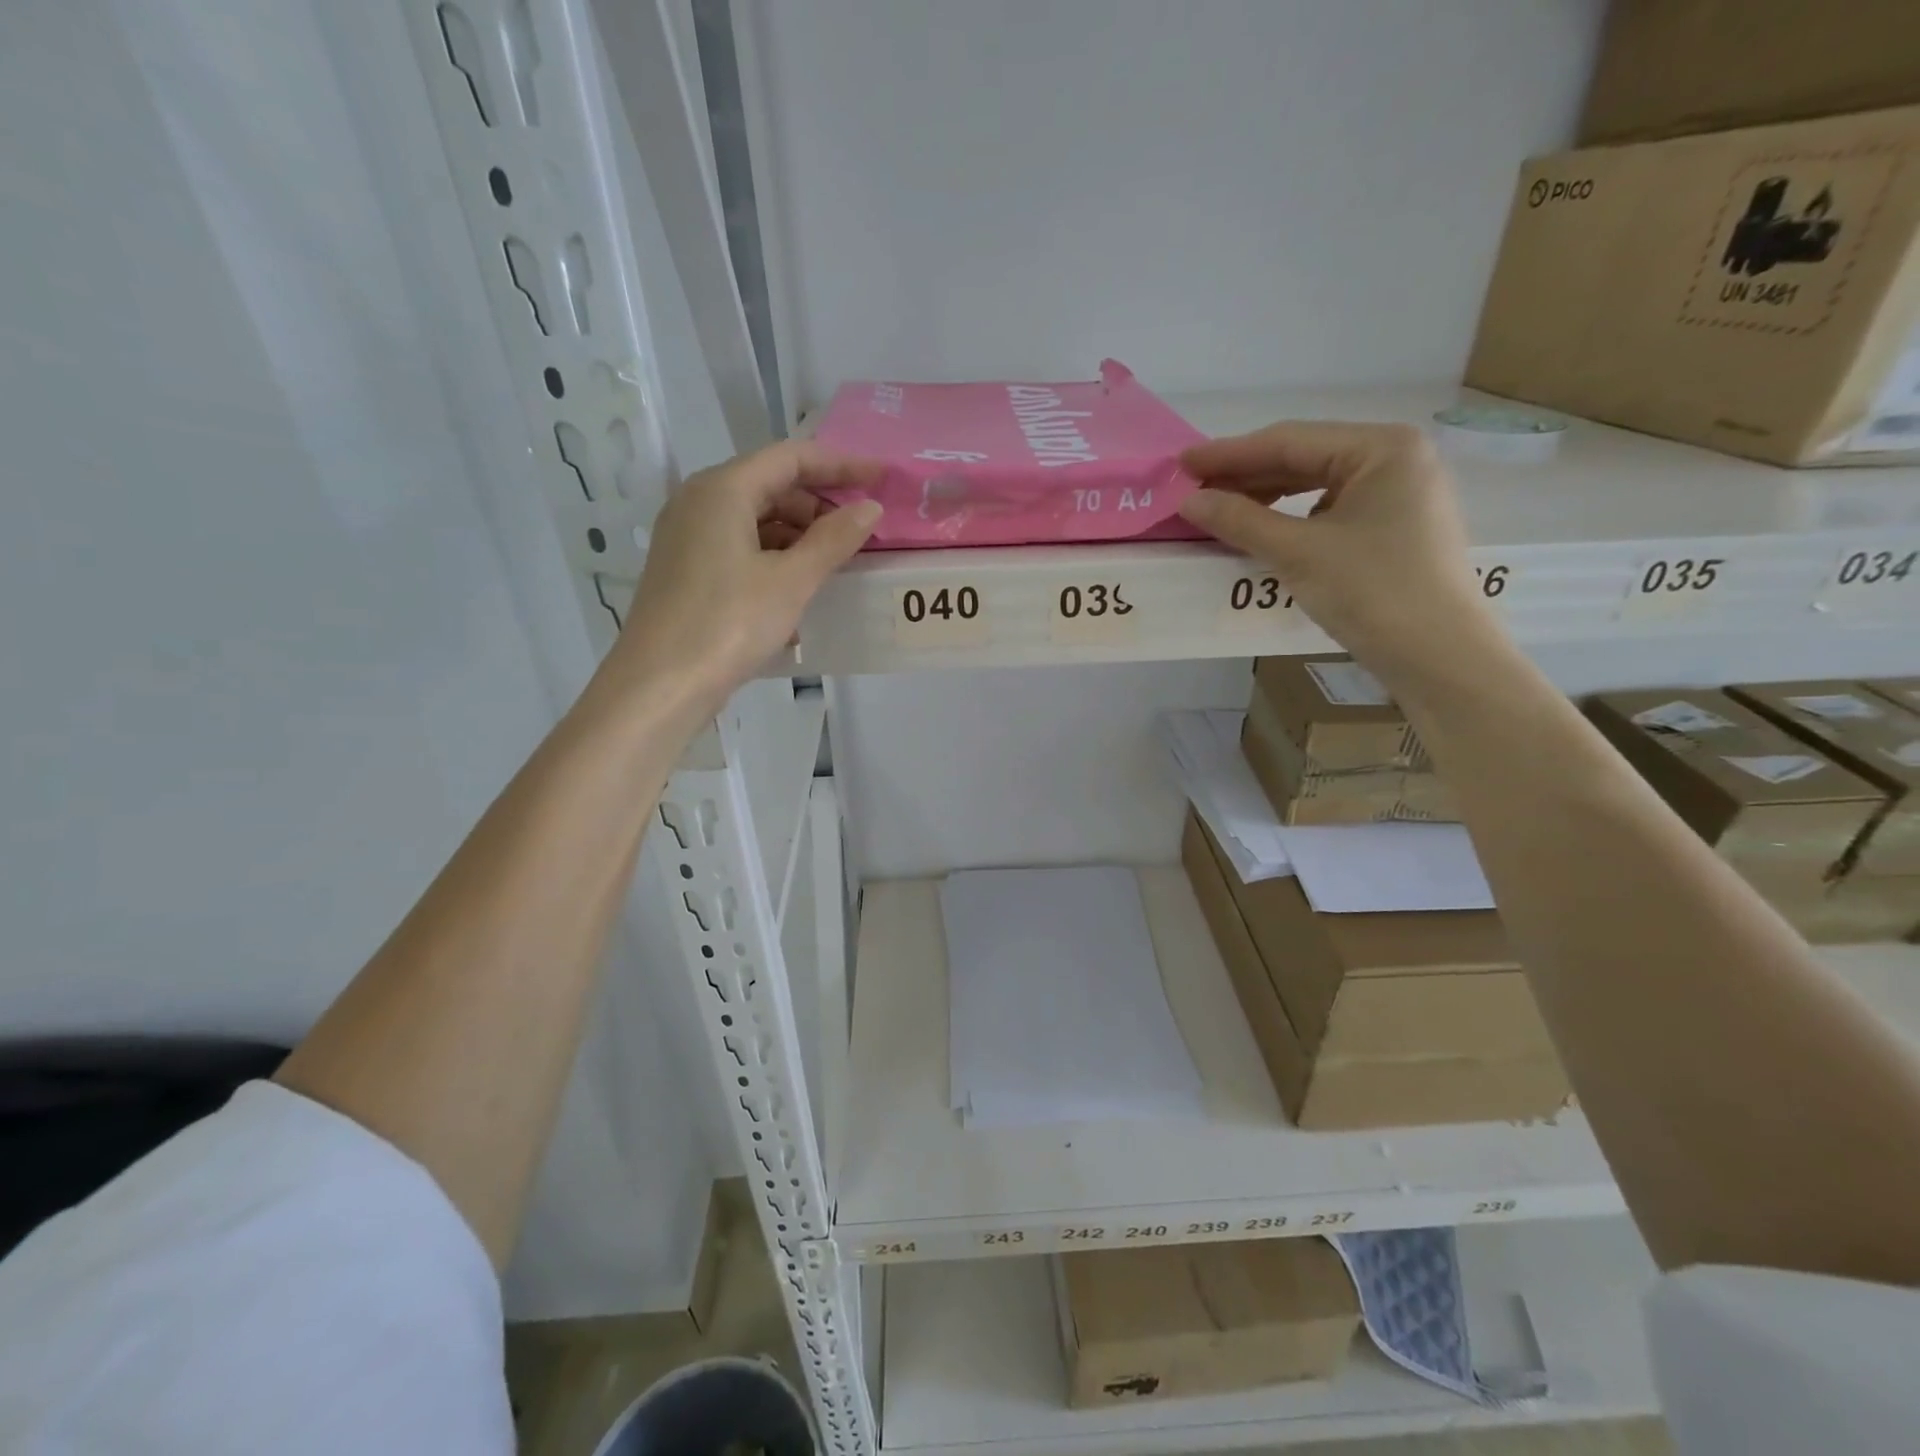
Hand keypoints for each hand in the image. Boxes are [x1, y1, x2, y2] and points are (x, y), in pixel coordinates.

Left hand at [591, 442, 880, 720]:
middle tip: (860, 531)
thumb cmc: (728, 623)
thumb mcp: (791, 581)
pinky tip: (799, 591)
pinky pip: (741, 548)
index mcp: (722, 490)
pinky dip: (775, 559)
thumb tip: (870, 508)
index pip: (790, 457)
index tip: (881, 477)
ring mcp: (688, 537)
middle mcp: (699, 502)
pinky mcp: (687, 570)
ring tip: (836, 564)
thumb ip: (833, 540)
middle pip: (771, 486)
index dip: (840, 464)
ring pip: (756, 520)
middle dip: (819, 504)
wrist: (660, 685)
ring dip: (799, 536)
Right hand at [1177, 422, 1497, 682]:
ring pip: (1316, 485)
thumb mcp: (1298, 552)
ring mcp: (1399, 494)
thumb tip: (1189, 502)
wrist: (1439, 658)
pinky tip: (1261, 530)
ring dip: (1265, 497)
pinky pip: (1330, 510)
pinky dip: (1291, 518)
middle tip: (1193, 490)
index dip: (1229, 453)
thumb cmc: (1373, 592)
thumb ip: (1240, 520)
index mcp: (1383, 448)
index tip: (1181, 463)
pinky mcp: (1394, 527)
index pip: (1290, 440)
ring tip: (1219, 510)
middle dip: (1246, 475)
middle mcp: (1396, 459)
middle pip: (1304, 458)